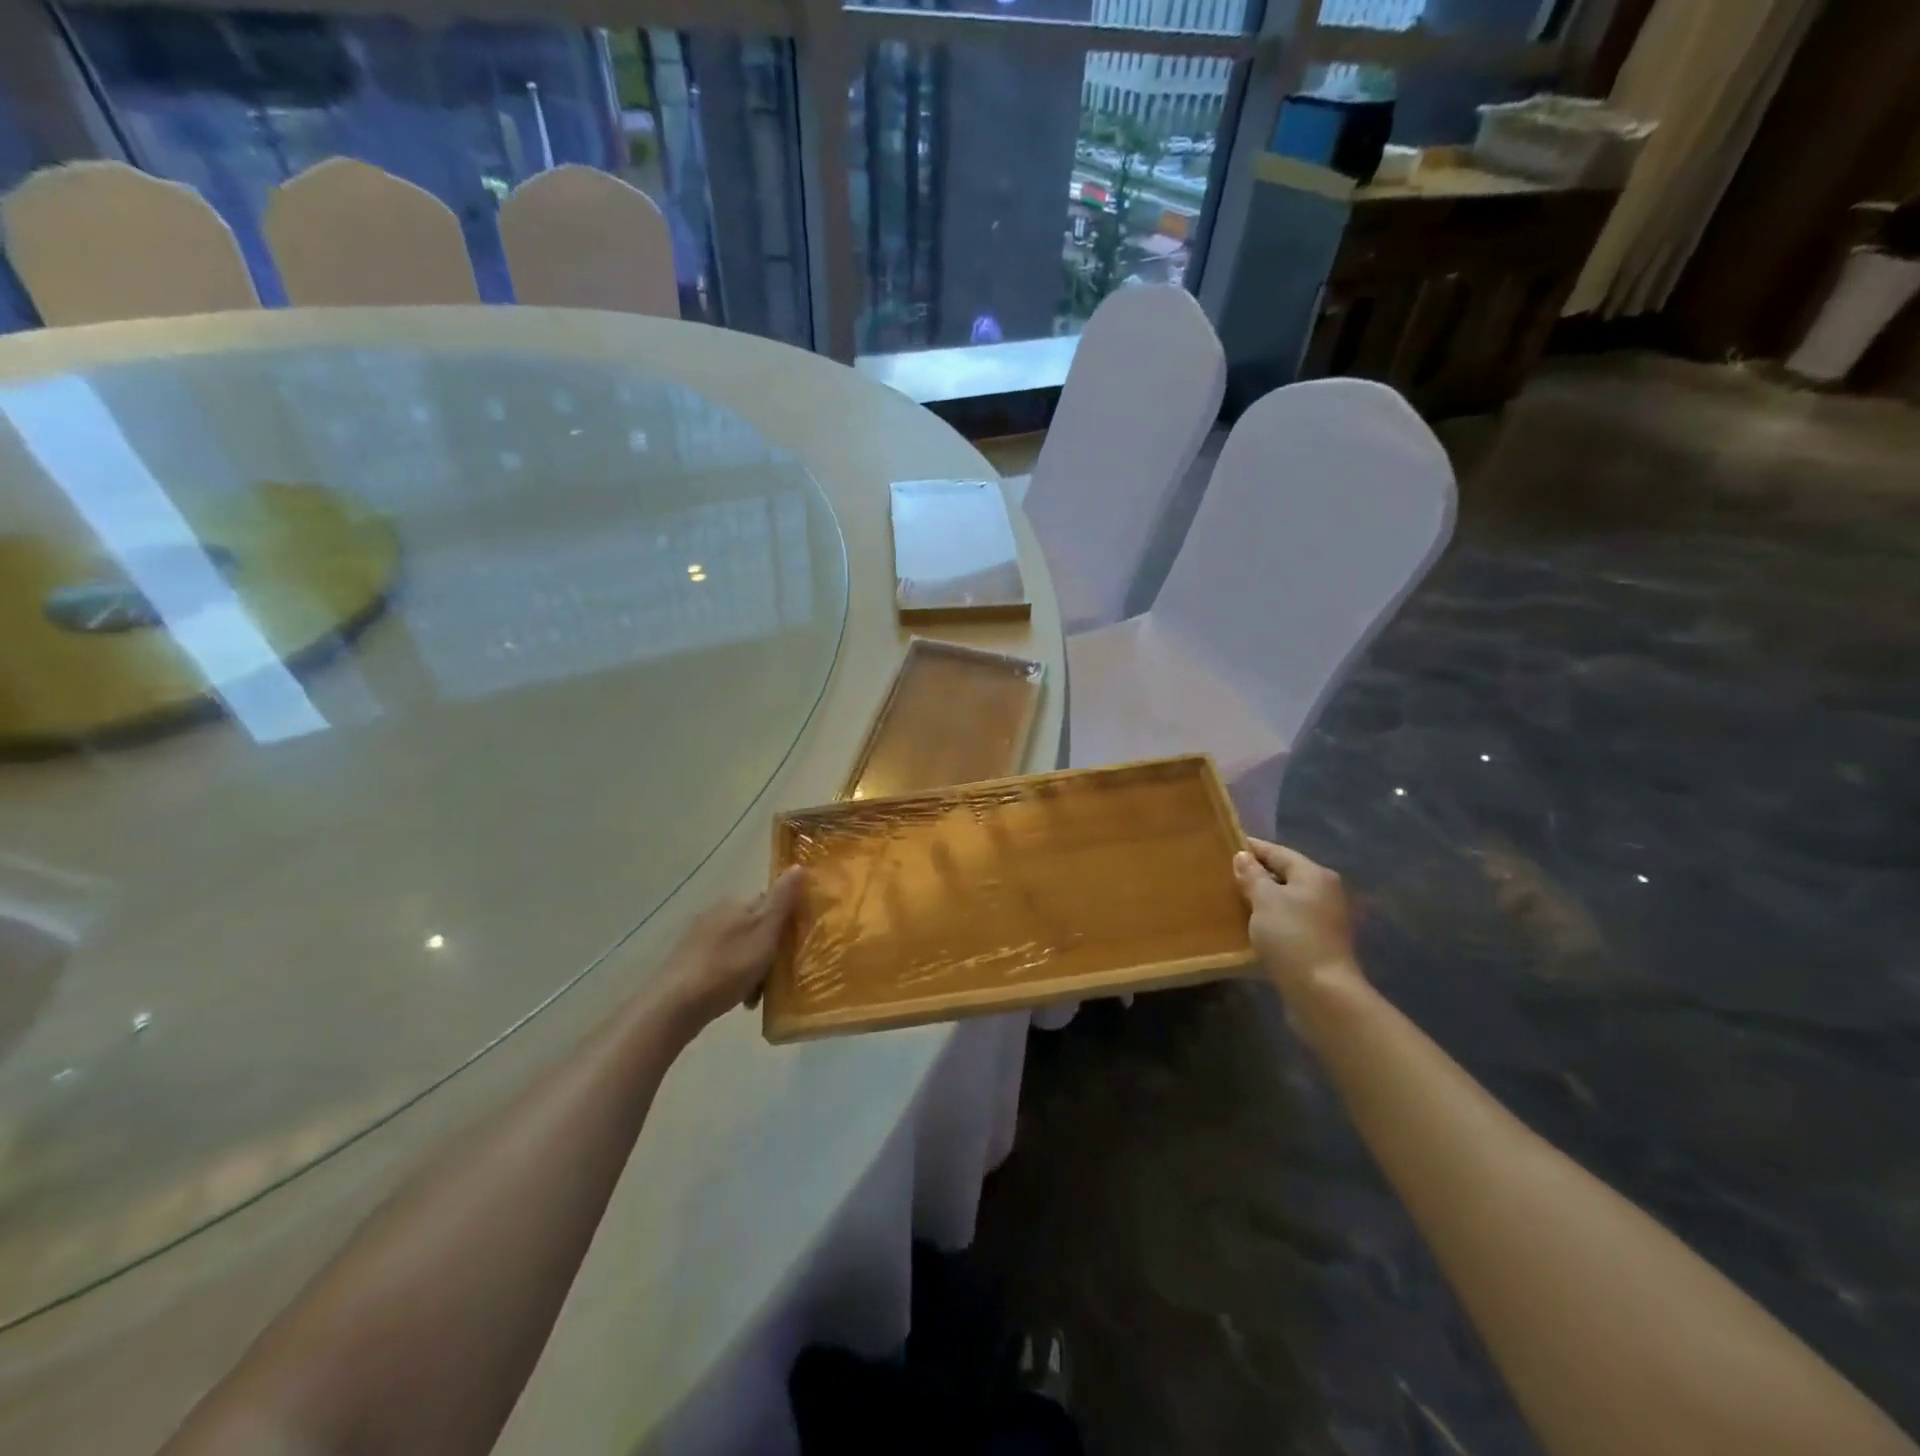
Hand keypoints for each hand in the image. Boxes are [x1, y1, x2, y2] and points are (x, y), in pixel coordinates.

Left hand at [655, 868, 803, 1034]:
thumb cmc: (729, 966)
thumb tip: (799, 865)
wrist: (677, 1003)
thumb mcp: (765, 931)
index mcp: (737, 903)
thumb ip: (782, 900)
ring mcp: (698, 936)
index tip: (793, 944)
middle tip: (776, 973)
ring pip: (738, 945)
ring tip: (756, 993)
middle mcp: (716, 912)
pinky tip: (735, 998)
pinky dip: (731, 976)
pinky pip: (720, 962)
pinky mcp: (687, 960)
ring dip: (750, 964)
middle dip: (767, 947)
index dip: (785, 920)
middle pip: (754, 925)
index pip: (769, 901)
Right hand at [1232, 840, 1362, 1003]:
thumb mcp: (1265, 900)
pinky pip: (1288, 922)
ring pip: (1286, 901)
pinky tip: (1249, 927)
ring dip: (1262, 900)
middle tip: (1223, 875)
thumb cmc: (1292, 937)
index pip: (1278, 852)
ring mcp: (1324, 920)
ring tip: (1231, 900)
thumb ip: (1253, 876)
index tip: (1225, 845)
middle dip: (1256, 874)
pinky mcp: (1318, 944)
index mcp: (1314, 875)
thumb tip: (1243, 856)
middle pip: (1285, 875)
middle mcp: (1324, 893)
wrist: (1322, 993)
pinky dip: (1270, 920)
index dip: (1251, 848)